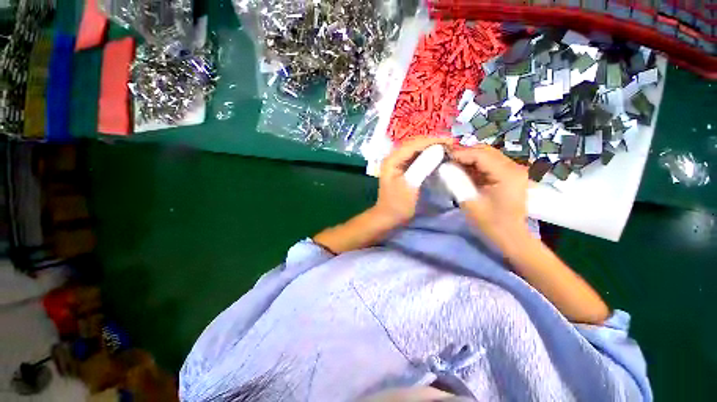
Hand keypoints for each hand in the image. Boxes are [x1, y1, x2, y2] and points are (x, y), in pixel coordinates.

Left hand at [374, 137, 451, 224]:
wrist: (388, 217)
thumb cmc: (397, 205)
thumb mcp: (410, 186)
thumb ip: (422, 166)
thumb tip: (438, 148)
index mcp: (392, 159)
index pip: (414, 144)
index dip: (433, 141)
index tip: (452, 142)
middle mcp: (394, 157)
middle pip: (415, 144)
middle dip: (434, 143)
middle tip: (453, 145)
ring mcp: (398, 163)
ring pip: (417, 150)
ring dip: (432, 149)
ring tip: (449, 149)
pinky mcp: (403, 169)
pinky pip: (417, 158)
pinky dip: (428, 157)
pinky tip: (439, 158)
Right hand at [450, 144, 529, 247]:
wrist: (511, 236)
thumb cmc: (490, 223)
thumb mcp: (470, 202)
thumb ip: (456, 182)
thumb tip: (444, 166)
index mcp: (507, 174)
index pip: (480, 154)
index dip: (460, 153)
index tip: (442, 157)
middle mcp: (513, 167)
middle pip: (485, 151)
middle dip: (464, 153)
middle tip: (445, 159)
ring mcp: (513, 170)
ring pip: (487, 155)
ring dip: (468, 158)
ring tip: (451, 163)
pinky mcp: (509, 175)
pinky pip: (489, 163)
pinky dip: (474, 164)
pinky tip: (463, 170)